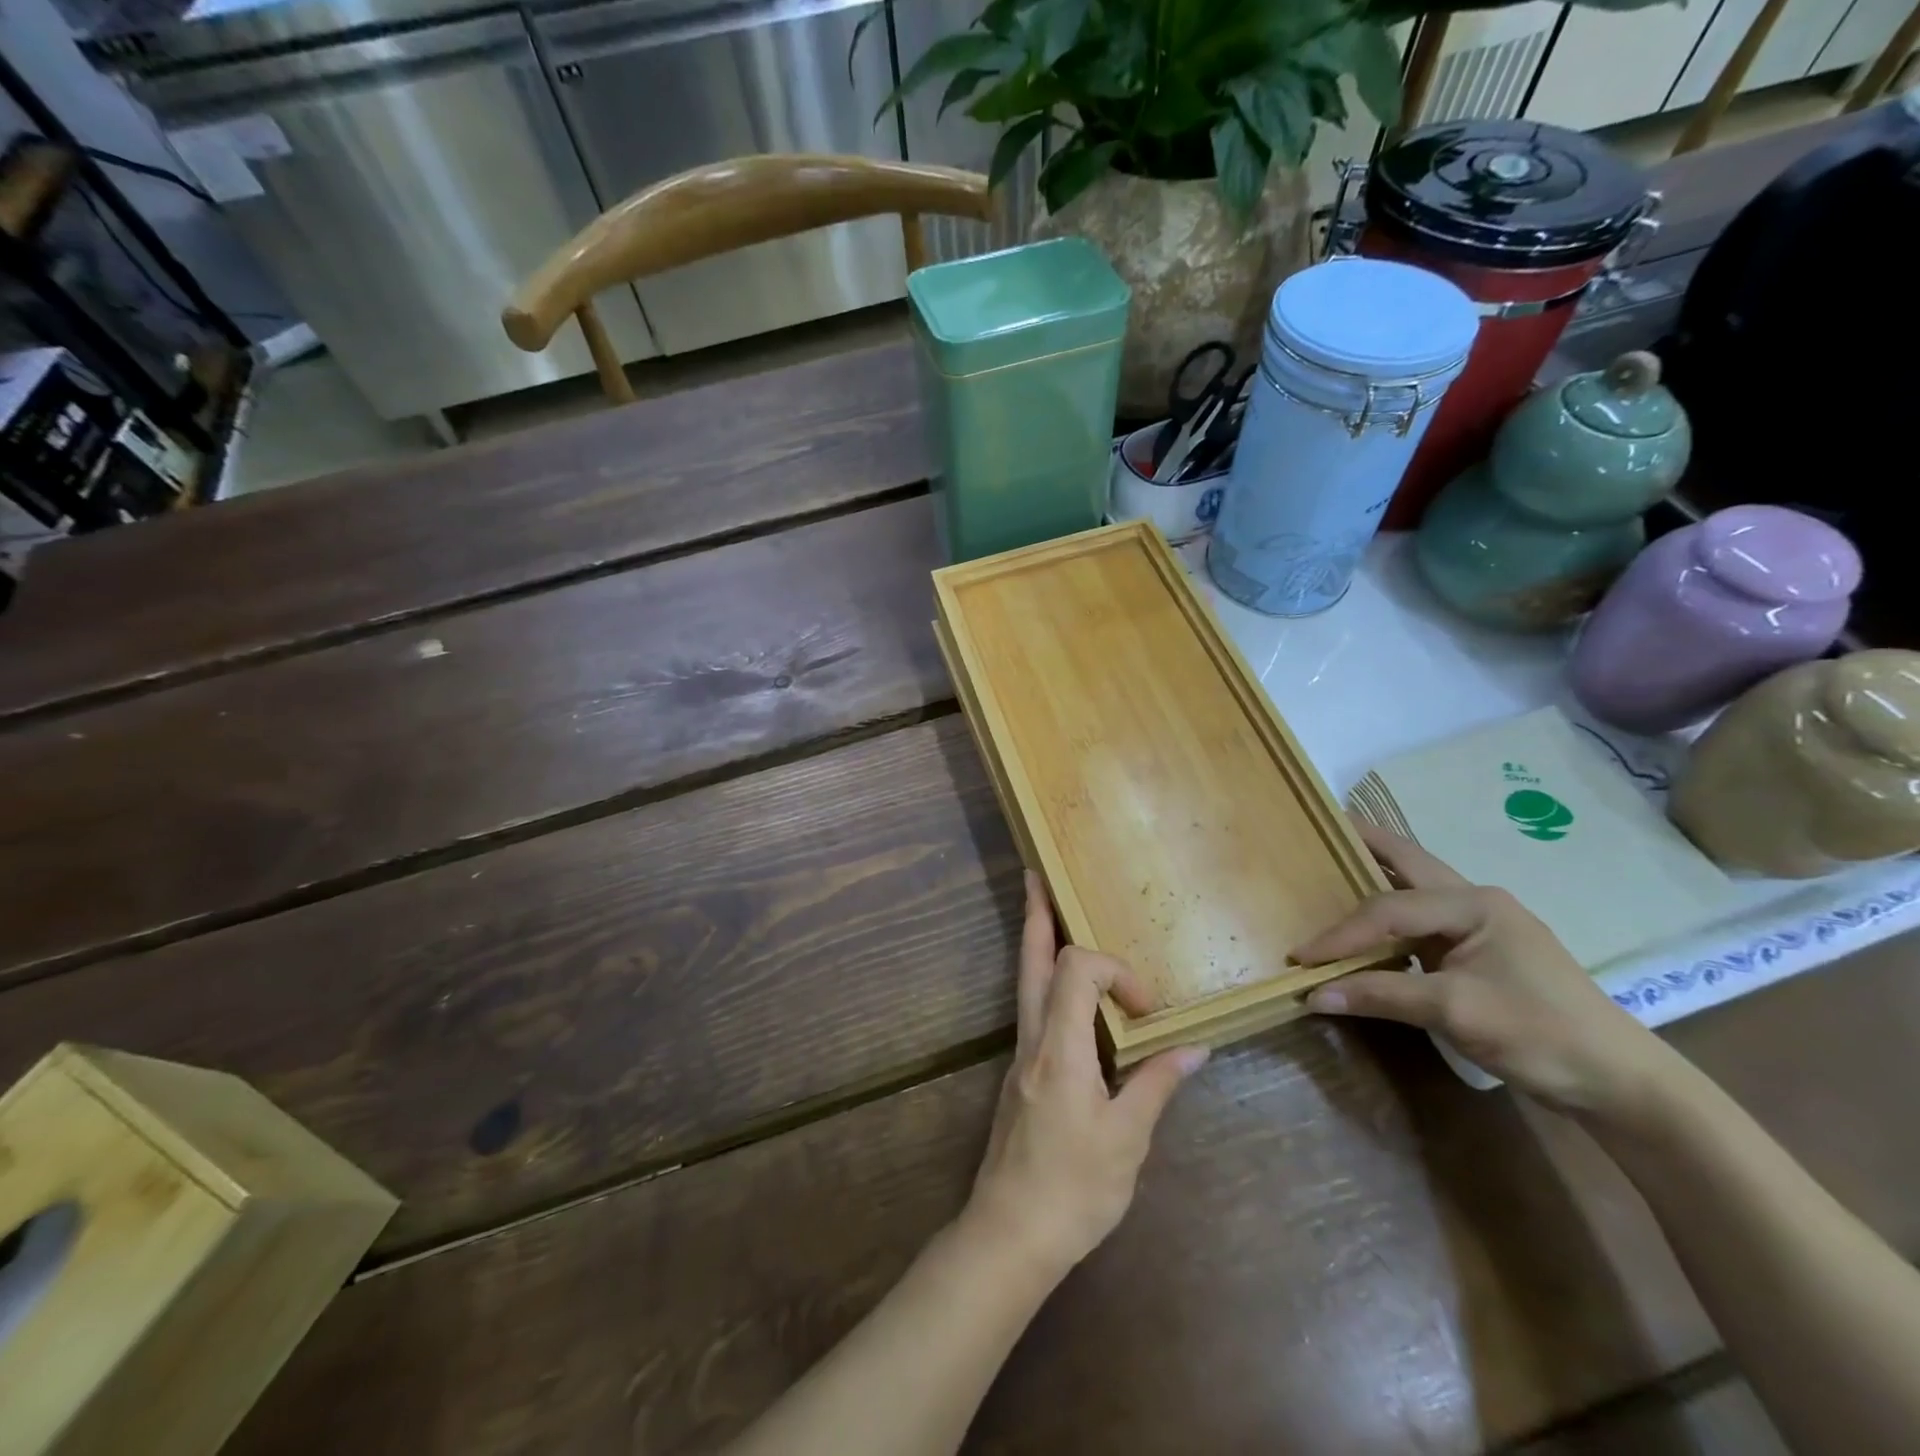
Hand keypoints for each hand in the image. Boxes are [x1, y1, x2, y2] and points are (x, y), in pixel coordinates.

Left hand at [964, 871, 1208, 1280]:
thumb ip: (1157, 1085)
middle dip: (1035, 916)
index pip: (1078, 969)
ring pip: (1025, 981)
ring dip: (1036, 943)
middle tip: (1035, 877)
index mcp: (1060, 1047)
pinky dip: (1045, 981)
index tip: (1148, 1010)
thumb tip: (1195, 1048)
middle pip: (1031, 961)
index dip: (1117, 970)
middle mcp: (1033, 1039)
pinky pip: (1031, 1008)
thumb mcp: (1128, 1140)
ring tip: (1043, 912)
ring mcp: (1021, 1055)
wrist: (1010, 1233)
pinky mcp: (1021, 1074)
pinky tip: (1062, 990)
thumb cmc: (1074, 1189)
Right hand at [1295, 822, 1671, 1116]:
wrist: (1621, 1084)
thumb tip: (1313, 995)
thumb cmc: (1540, 1034)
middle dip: (1368, 843)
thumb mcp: (1455, 1012)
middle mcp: (1477, 902)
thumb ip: (1380, 995)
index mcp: (1474, 904)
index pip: (1388, 909)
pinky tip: (1372, 923)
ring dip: (1378, 877)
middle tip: (1327, 827)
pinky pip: (1423, 922)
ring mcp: (1483, 927)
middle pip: (1409, 863)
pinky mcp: (1482, 954)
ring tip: (1338, 863)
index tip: (1301, 957)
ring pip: (1416, 890)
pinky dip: (1391, 916)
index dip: (1341, 933)